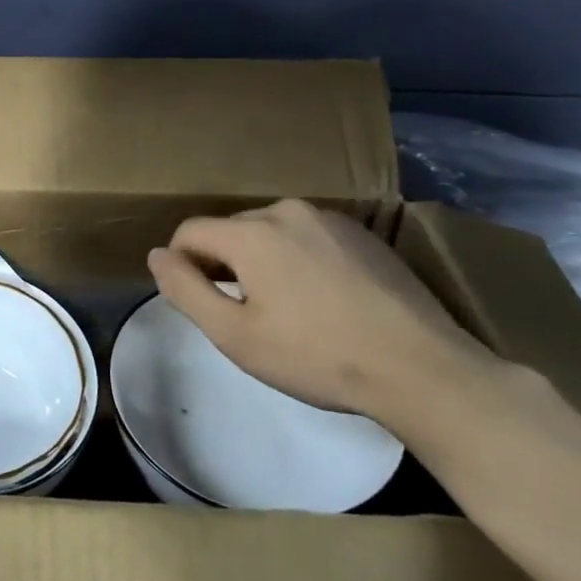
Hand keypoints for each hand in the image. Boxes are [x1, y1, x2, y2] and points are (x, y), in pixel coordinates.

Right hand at [146, 199, 494, 424]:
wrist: (423, 369)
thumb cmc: (317, 356)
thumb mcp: (235, 335)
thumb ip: (185, 290)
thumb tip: (157, 256)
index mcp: (251, 233)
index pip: (189, 232)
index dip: (182, 266)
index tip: (202, 304)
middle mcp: (286, 211)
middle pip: (229, 231)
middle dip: (223, 264)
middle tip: (244, 314)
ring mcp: (330, 219)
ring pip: (269, 233)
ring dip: (261, 262)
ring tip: (285, 309)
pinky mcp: (363, 234)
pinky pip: (306, 238)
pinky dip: (297, 260)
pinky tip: (322, 300)